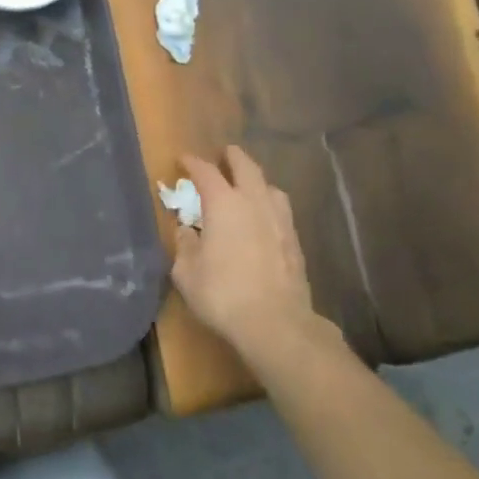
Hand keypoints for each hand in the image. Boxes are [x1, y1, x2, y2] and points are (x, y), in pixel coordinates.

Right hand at [172, 147, 340, 372]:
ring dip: (256, 180)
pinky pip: (281, 210)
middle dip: (232, 157)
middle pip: (245, 166)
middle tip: (223, 154)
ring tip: (247, 186)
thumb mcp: (187, 272)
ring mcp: (279, 220)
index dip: (193, 163)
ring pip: (269, 186)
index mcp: (223, 203)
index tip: (183, 160)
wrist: (276, 324)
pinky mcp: (295, 241)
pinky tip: (264, 218)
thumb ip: (184, 245)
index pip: (206, 171)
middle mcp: (254, 202)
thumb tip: (186, 230)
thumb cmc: (222, 294)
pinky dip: (269, 204)